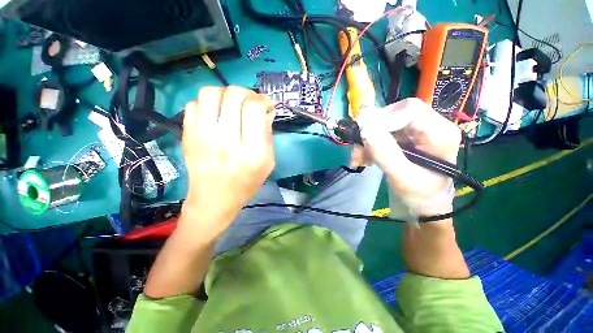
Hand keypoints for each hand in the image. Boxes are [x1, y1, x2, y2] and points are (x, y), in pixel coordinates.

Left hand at [180, 86, 275, 236]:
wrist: (214, 199)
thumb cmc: (246, 183)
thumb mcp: (268, 162)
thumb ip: (268, 134)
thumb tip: (266, 110)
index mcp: (251, 150)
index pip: (254, 108)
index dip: (263, 100)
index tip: (266, 106)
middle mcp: (225, 139)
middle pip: (233, 95)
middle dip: (247, 93)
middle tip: (251, 102)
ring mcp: (201, 135)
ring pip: (210, 92)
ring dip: (225, 93)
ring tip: (232, 105)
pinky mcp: (187, 134)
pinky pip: (194, 104)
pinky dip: (208, 104)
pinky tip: (216, 115)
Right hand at [353, 98, 461, 216]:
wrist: (422, 204)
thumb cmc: (419, 194)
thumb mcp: (401, 175)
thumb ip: (383, 151)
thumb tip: (363, 125)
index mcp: (440, 133)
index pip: (410, 110)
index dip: (383, 119)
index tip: (362, 135)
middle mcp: (430, 125)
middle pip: (394, 115)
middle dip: (371, 132)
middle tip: (357, 151)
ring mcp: (415, 130)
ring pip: (383, 124)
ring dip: (366, 141)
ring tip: (358, 158)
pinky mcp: (403, 137)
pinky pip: (380, 133)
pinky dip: (368, 145)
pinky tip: (363, 158)